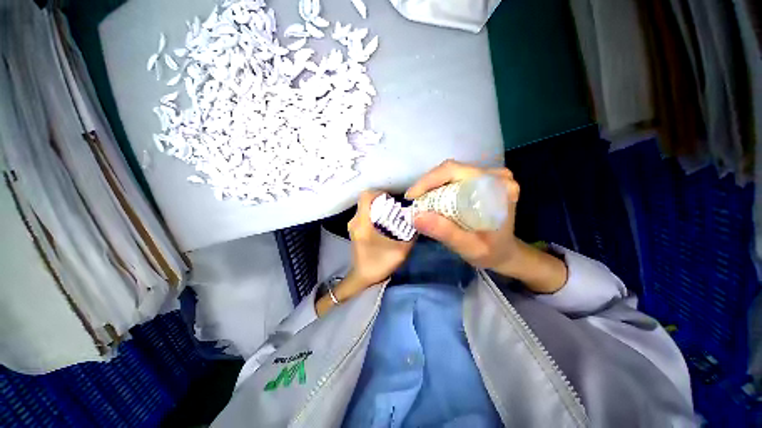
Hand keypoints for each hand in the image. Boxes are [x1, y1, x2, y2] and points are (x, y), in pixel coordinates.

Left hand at [346, 190, 414, 286]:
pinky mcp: (355, 229)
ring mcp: (353, 225)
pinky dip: (375, 214)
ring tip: (392, 216)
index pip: (366, 196)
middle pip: (367, 201)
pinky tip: (385, 223)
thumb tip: (418, 219)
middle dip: (382, 201)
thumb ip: (411, 234)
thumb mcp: (401, 250)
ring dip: (379, 208)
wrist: (363, 277)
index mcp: (362, 224)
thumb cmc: (379, 264)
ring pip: (366, 207)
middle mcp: (354, 221)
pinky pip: (365, 214)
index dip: (379, 193)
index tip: (392, 200)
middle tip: (396, 208)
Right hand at [406, 160, 520, 272]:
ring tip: (419, 201)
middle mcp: (495, 175)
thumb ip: (445, 232)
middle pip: (451, 169)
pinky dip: (438, 187)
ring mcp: (488, 175)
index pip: (456, 172)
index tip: (411, 197)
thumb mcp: (468, 247)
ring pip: (450, 172)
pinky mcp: (481, 180)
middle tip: (413, 201)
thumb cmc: (490, 252)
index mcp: (498, 188)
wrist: (504, 252)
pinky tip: (431, 199)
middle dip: (427, 184)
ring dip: (431, 185)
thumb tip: (415, 216)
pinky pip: (454, 177)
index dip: (429, 181)